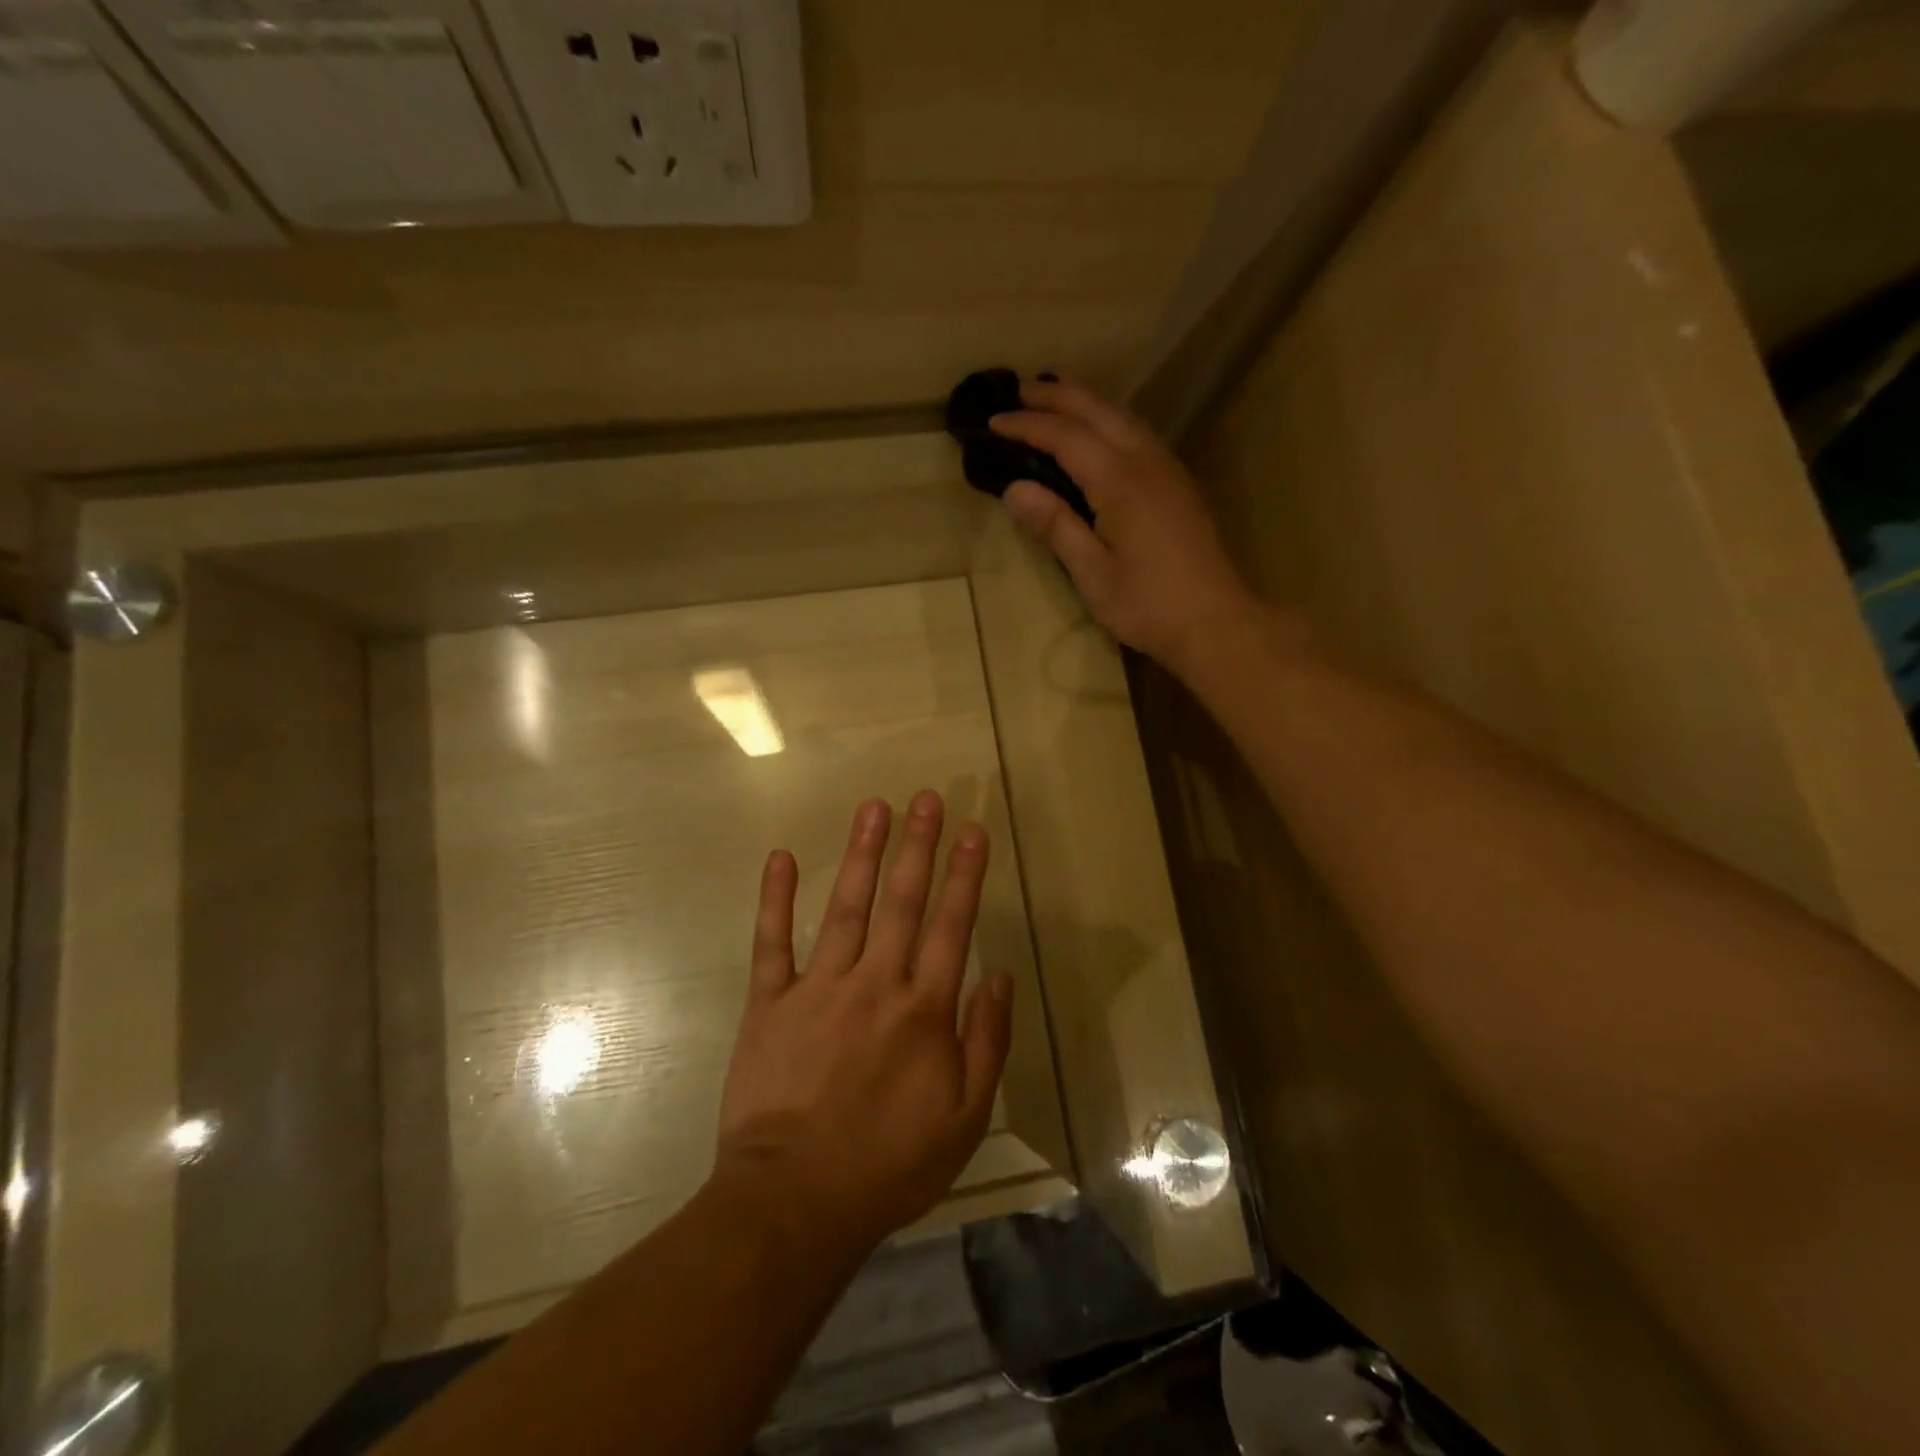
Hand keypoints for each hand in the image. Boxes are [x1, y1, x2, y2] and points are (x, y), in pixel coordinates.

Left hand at [715, 791, 1011, 1255]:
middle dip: (918, 846)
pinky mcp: (770, 1003)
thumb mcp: (963, 1119)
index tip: (971, 831)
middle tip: (926, 798)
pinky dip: (777, 899)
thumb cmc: (888, 1166)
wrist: (794, 1203)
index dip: (964, 875)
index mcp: (923, 1011)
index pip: (951, 926)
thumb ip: (986, 1043)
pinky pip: (773, 943)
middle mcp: (875, 985)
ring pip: (847, 908)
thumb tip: (999, 977)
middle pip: (903, 902)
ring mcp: (818, 988)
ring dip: (864, 854)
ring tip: (875, 807)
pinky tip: (782, 858)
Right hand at [991, 377, 1259, 674]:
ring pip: (1123, 416)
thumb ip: (1056, 525)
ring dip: (1086, 401)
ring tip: (1055, 398)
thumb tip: (1015, 489)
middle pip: (1098, 411)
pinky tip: (1099, 432)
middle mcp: (1145, 461)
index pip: (1065, 437)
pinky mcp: (1178, 484)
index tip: (993, 421)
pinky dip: (1109, 419)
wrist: (1216, 621)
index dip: (1027, 425)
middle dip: (1057, 396)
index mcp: (1119, 481)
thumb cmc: (1148, 605)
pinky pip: (1138, 433)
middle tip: (1020, 390)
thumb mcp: (1093, 573)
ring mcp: (1168, 469)